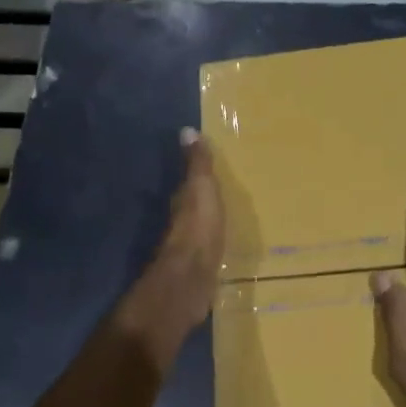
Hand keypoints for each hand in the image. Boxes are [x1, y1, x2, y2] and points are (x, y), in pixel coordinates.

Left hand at [119, 129, 224, 364]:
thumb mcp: (202, 189)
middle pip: (191, 208)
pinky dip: (212, 246)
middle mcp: (181, 224)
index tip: (204, 170)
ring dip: (207, 224)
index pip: (186, 185)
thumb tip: (186, 130)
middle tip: (218, 194)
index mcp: (183, 202)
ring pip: (198, 230)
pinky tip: (221, 248)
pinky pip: (206, 250)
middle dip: (201, 202)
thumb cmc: (199, 227)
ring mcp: (188, 248)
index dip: (193, 177)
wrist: (192, 277)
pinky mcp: (198, 269)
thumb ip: (197, 164)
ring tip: (224, 219)